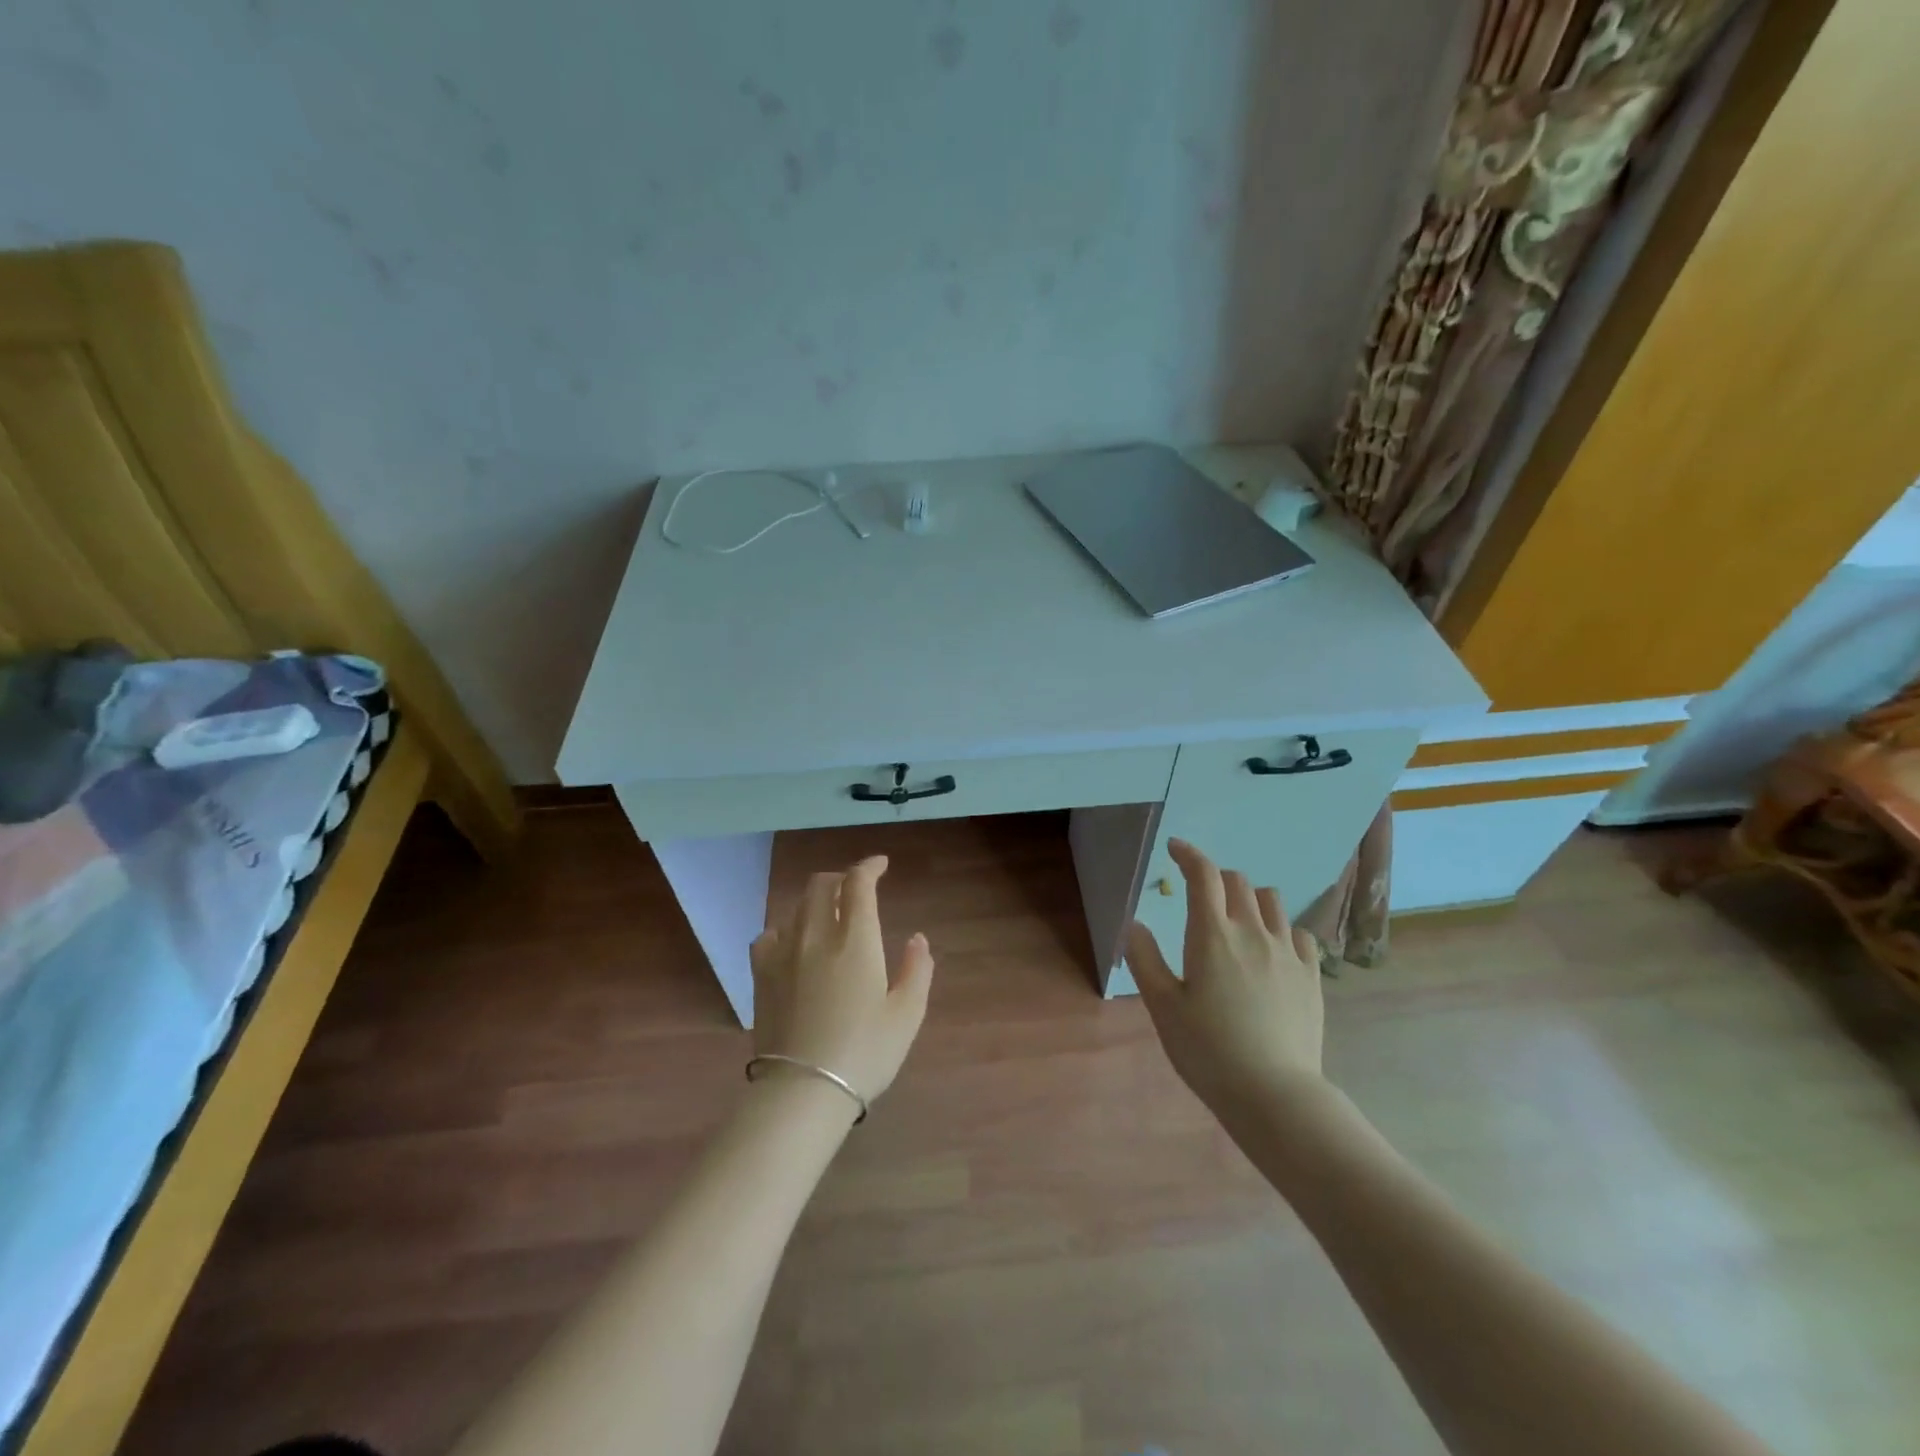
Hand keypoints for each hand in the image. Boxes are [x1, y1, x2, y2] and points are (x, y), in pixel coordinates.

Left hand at [749, 855, 933, 1103]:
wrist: (803, 1091)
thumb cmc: (864, 1053)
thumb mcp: (907, 1014)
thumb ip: (917, 969)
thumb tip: (917, 938)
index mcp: (855, 940)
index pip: (857, 883)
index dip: (870, 866)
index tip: (881, 866)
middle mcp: (816, 936)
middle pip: (821, 885)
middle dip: (841, 878)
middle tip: (856, 889)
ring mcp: (783, 954)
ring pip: (796, 907)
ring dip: (816, 901)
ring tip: (829, 916)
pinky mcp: (761, 975)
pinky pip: (769, 935)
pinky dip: (786, 928)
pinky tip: (793, 942)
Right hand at [1124, 838, 1326, 1113]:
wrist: (1274, 1094)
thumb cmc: (1208, 1050)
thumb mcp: (1162, 1007)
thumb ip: (1145, 959)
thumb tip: (1134, 924)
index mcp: (1212, 935)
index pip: (1203, 875)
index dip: (1188, 854)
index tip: (1175, 849)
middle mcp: (1252, 931)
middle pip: (1237, 881)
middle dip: (1216, 878)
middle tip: (1200, 897)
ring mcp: (1286, 951)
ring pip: (1271, 900)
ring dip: (1250, 898)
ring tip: (1237, 920)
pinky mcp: (1311, 974)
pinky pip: (1299, 932)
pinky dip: (1281, 929)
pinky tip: (1271, 950)